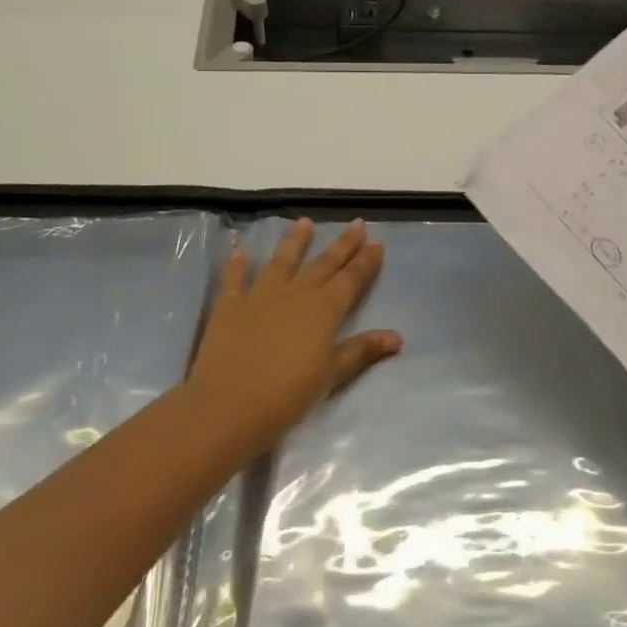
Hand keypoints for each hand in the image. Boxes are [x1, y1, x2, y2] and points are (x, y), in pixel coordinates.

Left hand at [186, 218, 400, 450]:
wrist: (229, 405)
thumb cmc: (289, 394)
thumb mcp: (331, 375)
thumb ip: (361, 350)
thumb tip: (397, 337)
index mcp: (324, 310)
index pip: (351, 279)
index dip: (365, 262)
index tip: (377, 243)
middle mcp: (296, 294)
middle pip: (324, 264)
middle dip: (343, 245)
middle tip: (357, 224)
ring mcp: (260, 296)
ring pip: (282, 261)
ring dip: (295, 241)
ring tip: (304, 222)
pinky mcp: (229, 306)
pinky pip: (235, 279)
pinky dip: (238, 265)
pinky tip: (241, 251)